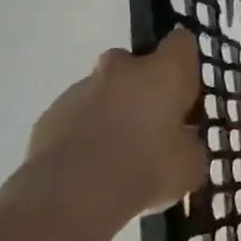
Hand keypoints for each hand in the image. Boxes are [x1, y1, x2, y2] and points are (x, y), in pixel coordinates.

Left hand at [20, 28, 208, 234]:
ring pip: (103, 89)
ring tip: (116, 154)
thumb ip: (189, 144)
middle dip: (142, 85)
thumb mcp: (190, 165)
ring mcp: (81, 89)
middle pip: (135, 62)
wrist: (72, 197)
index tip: (187, 93)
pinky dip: (84, 132)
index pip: (181, 43)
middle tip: (150, 123)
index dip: (185, 64)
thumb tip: (182, 141)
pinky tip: (89, 167)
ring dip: (112, 110)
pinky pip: (76, 115)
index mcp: (164, 72)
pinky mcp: (50, 115)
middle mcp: (123, 69)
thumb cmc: (146, 170)